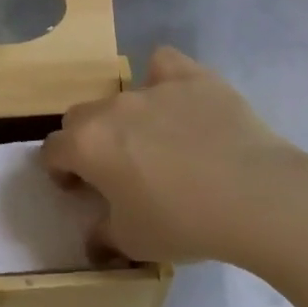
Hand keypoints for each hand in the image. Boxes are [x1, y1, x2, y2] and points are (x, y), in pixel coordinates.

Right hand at [43, 47, 307, 265]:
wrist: (255, 197)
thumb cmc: (184, 223)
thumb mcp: (132, 243)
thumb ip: (102, 235)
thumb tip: (95, 237)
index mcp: (87, 145)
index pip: (52, 150)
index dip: (60, 170)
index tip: (78, 189)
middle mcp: (112, 108)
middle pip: (80, 116)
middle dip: (87, 140)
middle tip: (114, 168)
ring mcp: (153, 88)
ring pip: (121, 93)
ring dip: (125, 116)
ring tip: (154, 140)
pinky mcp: (193, 77)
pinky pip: (164, 63)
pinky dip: (163, 78)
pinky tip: (177, 99)